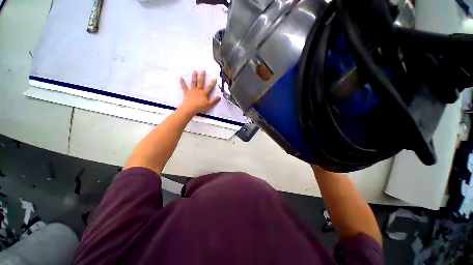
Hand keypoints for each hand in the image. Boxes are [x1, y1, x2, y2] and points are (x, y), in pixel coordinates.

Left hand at [179, 70, 220, 114]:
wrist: (190, 108)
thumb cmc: (200, 107)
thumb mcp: (209, 105)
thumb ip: (214, 101)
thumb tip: (219, 97)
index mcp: (204, 93)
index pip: (209, 87)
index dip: (212, 83)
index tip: (214, 78)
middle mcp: (198, 90)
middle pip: (201, 82)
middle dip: (202, 76)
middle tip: (203, 70)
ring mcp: (192, 91)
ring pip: (193, 82)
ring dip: (194, 77)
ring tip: (195, 71)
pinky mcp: (186, 92)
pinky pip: (184, 87)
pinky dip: (182, 82)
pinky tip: (180, 77)